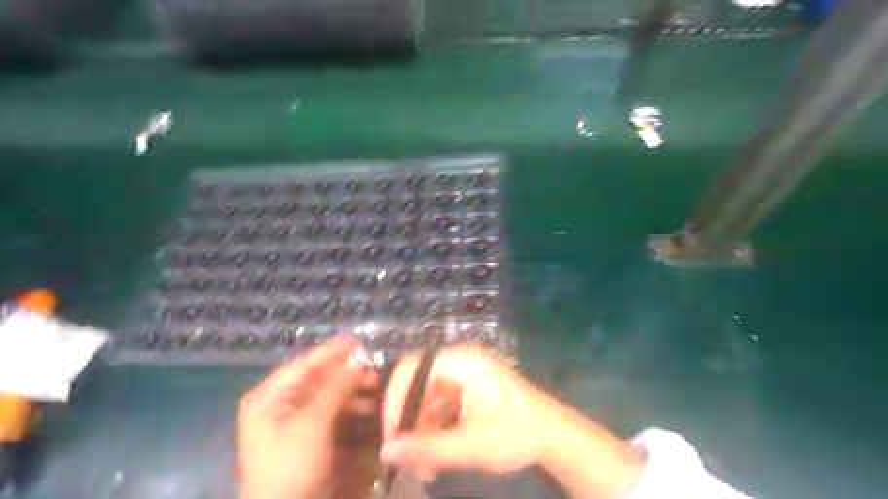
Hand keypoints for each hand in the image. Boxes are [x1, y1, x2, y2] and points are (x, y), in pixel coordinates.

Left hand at [235, 337, 376, 497]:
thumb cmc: (291, 465)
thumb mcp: (314, 422)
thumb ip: (337, 387)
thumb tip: (359, 359)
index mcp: (269, 397)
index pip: (303, 364)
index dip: (331, 352)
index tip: (358, 341)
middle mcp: (278, 404)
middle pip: (316, 379)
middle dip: (346, 373)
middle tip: (373, 368)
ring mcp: (292, 422)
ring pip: (326, 395)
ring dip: (350, 390)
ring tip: (375, 386)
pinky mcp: (306, 437)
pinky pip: (329, 412)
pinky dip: (347, 407)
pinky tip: (367, 406)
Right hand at [377, 347, 642, 498]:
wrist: (554, 437)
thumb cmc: (515, 433)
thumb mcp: (470, 445)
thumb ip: (426, 448)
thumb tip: (385, 452)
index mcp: (461, 361)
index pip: (411, 368)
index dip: (395, 399)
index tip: (391, 435)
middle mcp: (459, 362)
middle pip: (418, 386)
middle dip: (410, 425)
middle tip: (406, 460)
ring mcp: (464, 376)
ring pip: (428, 401)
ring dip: (422, 434)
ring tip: (424, 469)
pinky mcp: (469, 391)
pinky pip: (441, 408)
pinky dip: (435, 432)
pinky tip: (436, 460)